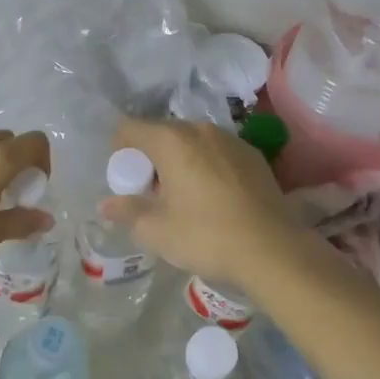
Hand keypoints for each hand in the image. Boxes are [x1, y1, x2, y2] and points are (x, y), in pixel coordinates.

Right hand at [99, 117, 302, 285]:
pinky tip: (214, 198)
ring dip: (179, 161)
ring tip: (184, 197)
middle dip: (150, 158)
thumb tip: (105, 205)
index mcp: (172, 141)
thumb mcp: (157, 231)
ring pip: (191, 142)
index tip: (126, 181)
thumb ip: (127, 211)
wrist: (274, 250)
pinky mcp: (253, 154)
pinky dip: (206, 165)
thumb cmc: (207, 236)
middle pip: (161, 133)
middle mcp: (200, 130)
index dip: (119, 151)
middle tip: (152, 194)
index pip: (130, 128)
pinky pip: (216, 152)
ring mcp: (230, 139)